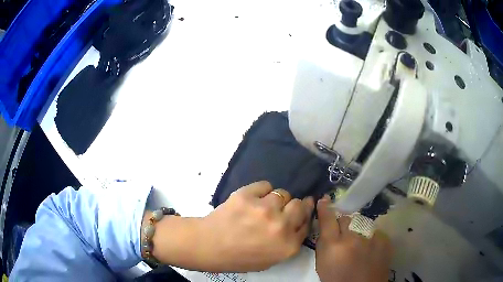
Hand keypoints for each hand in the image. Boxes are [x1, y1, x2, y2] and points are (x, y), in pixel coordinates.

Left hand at [150, 181, 313, 271]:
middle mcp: (282, 226)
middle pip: (299, 205)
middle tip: (282, 208)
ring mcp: (265, 209)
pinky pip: (265, 185)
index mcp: (288, 245)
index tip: (302, 210)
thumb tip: (298, 222)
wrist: (209, 245)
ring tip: (262, 206)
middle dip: (293, 206)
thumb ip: (289, 243)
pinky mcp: (248, 195)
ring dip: (275, 199)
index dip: (304, 215)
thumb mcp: (270, 260)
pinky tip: (252, 199)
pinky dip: (261, 191)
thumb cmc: (239, 257)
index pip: (307, 223)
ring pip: (282, 193)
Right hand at [315, 196, 392, 281]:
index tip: (324, 200)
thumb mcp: (322, 264)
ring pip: (361, 222)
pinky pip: (374, 230)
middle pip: (346, 218)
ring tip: (358, 243)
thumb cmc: (338, 279)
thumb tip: (325, 225)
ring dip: (357, 229)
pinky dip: (370, 236)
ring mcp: (371, 237)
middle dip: (343, 223)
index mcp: (334, 246)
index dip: (325, 208)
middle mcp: (353, 238)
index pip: (328, 219)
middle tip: (343, 235)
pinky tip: (370, 247)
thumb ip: (323, 243)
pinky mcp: (384, 239)